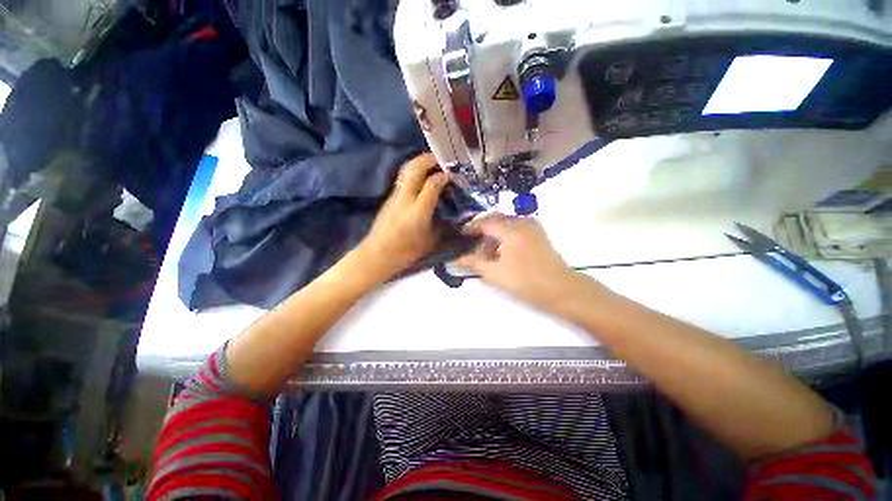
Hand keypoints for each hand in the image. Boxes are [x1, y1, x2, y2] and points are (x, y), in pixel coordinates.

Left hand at [358, 153, 450, 280]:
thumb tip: (451, 212)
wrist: (379, 254)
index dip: (445, 176)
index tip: (453, 176)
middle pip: (416, 167)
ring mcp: (395, 195)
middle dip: (430, 159)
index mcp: (418, 210)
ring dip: (420, 163)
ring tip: (432, 165)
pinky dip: (413, 172)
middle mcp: (406, 197)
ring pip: (406, 169)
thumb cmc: (407, 251)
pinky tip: (421, 178)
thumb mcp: (431, 240)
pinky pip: (403, 177)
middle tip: (442, 161)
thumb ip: (442, 223)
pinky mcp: (389, 197)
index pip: (433, 183)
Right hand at [457, 214, 578, 309]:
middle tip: (471, 243)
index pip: (485, 222)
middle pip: (496, 220)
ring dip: (494, 235)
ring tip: (486, 253)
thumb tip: (457, 259)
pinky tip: (501, 251)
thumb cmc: (526, 282)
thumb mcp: (495, 273)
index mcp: (511, 229)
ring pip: (506, 224)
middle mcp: (522, 222)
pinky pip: (516, 229)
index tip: (460, 234)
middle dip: (482, 230)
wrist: (561, 290)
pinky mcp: (538, 234)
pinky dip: (505, 236)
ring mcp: (532, 227)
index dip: (470, 228)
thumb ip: (474, 263)